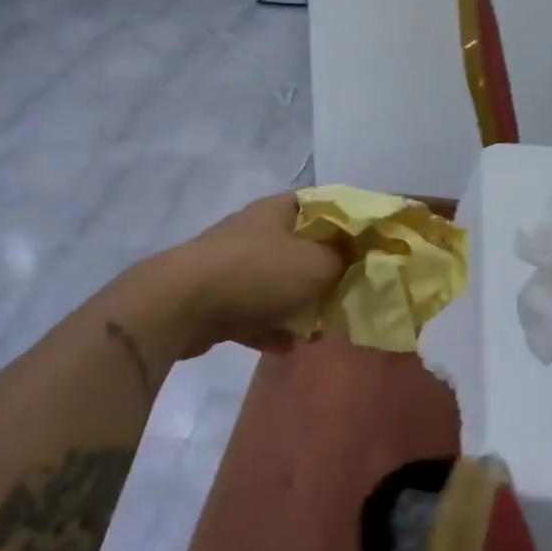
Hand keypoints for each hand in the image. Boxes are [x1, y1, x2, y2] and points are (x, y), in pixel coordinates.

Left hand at [161, 195, 342, 356]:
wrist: (180, 306)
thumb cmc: (256, 274)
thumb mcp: (316, 264)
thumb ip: (344, 259)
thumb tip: (357, 256)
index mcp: (278, 211)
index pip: (323, 204)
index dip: (349, 222)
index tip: (370, 246)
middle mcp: (254, 232)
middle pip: (302, 248)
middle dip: (326, 274)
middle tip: (349, 294)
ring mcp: (232, 266)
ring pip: (278, 284)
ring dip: (299, 307)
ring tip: (319, 329)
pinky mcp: (217, 299)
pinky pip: (254, 313)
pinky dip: (270, 328)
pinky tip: (286, 347)